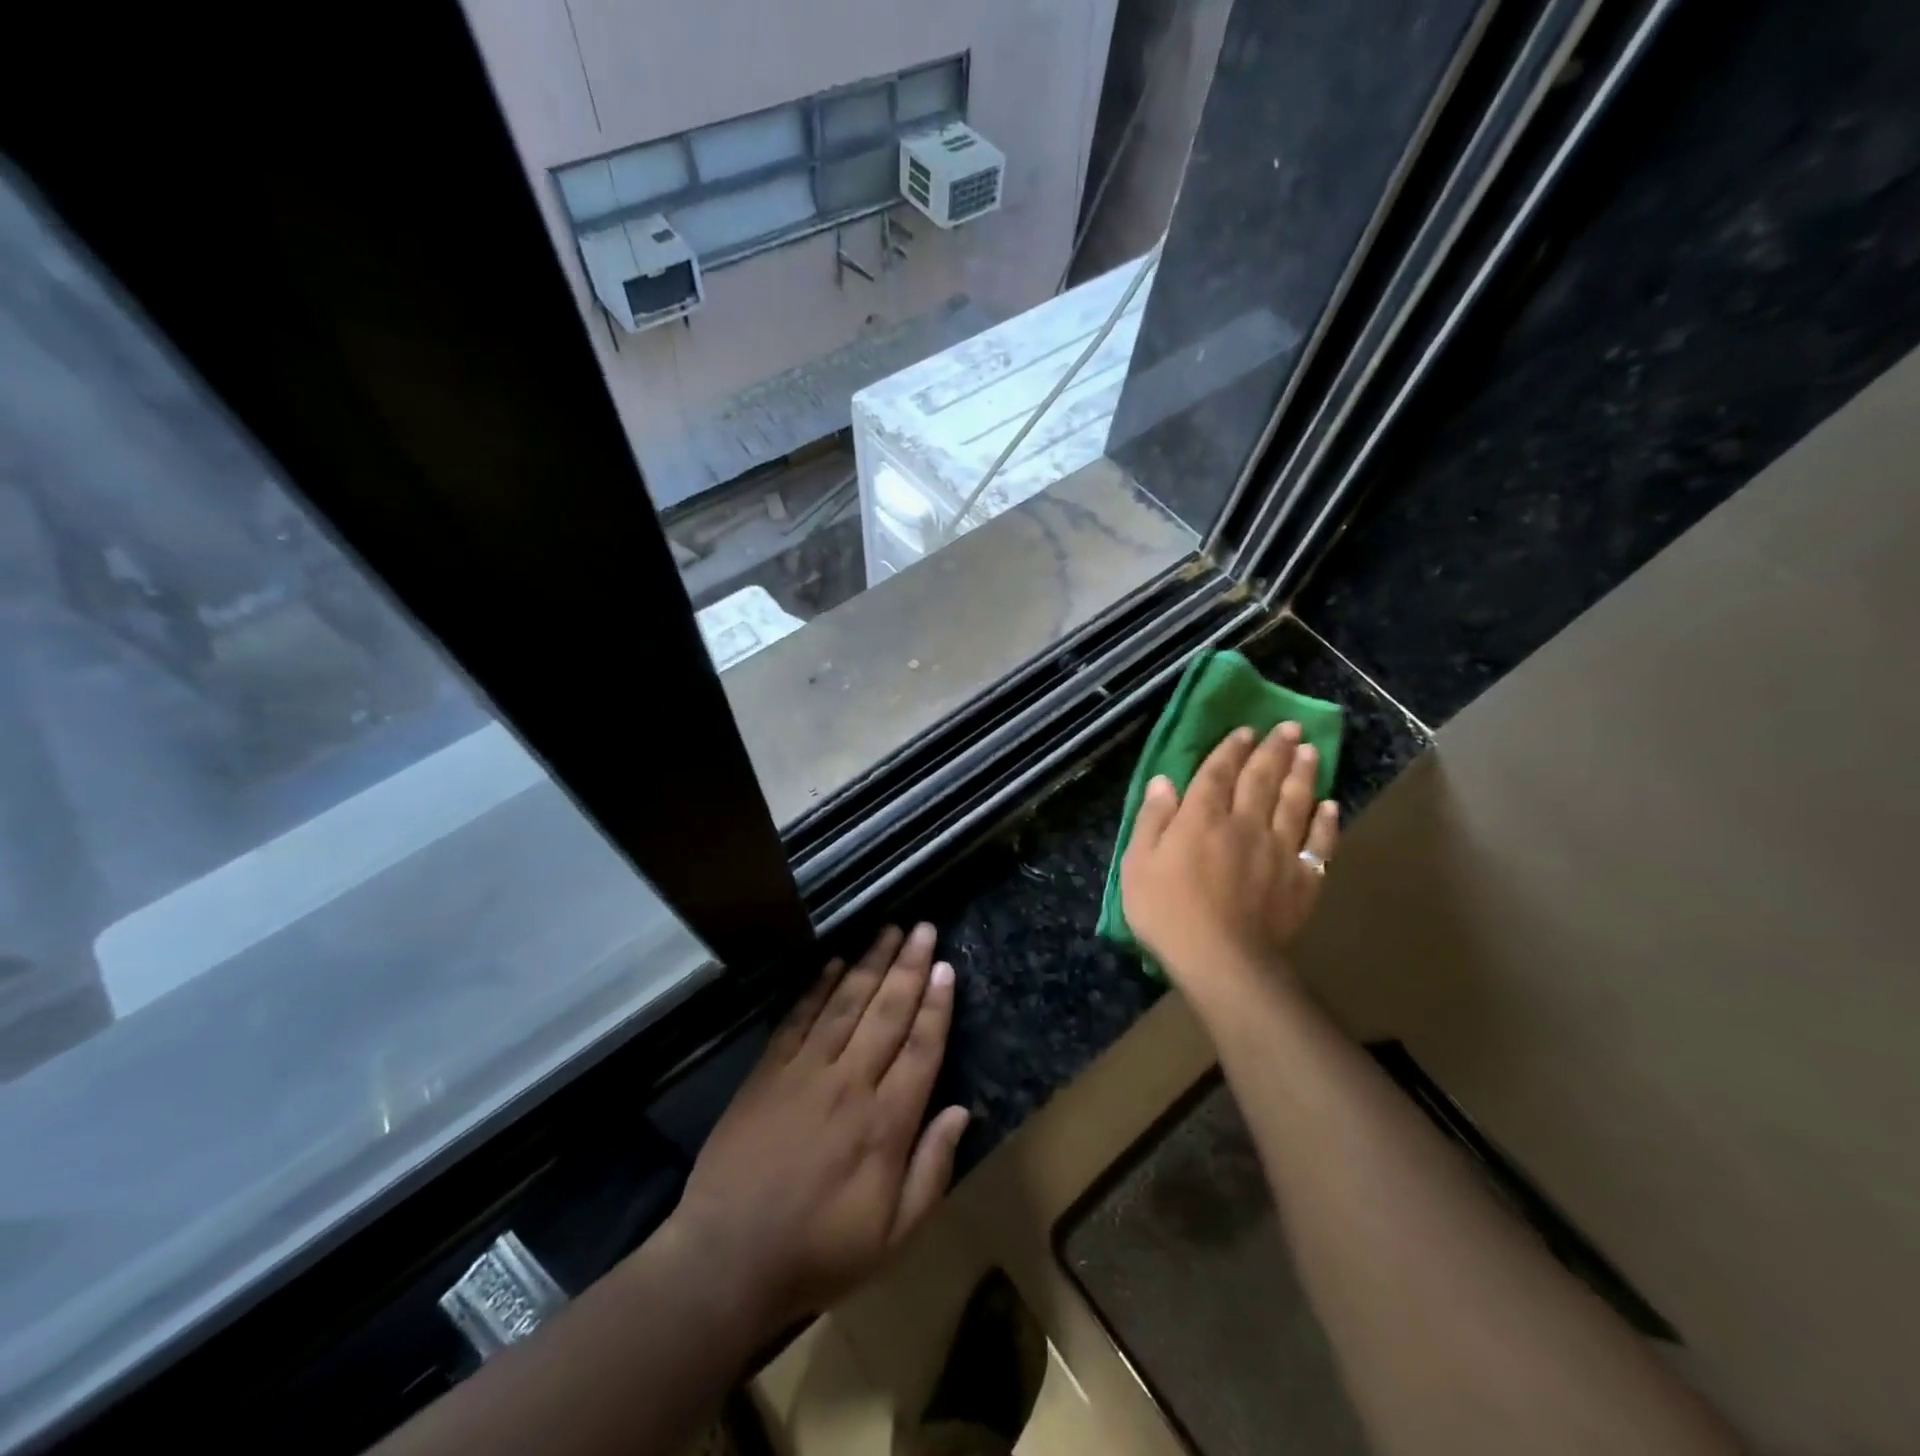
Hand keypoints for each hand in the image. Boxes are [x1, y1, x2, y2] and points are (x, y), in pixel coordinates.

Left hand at [666, 924, 969, 1341]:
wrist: (726, 1260)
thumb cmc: (818, 1252)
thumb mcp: (893, 1236)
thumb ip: (932, 1171)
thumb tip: (961, 1111)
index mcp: (886, 1123)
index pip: (921, 1048)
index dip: (936, 1005)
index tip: (946, 968)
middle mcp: (850, 1083)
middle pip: (887, 1012)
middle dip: (909, 966)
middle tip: (924, 928)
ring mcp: (805, 1071)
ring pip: (846, 1004)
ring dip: (871, 963)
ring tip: (890, 930)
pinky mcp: (768, 1071)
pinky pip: (799, 1018)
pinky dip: (818, 986)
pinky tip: (835, 962)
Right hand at [1120, 721, 1339, 1014]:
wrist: (1221, 960)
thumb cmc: (1167, 912)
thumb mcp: (1138, 864)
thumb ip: (1152, 820)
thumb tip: (1164, 782)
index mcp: (1202, 818)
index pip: (1218, 773)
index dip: (1231, 749)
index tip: (1246, 730)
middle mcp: (1244, 823)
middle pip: (1262, 779)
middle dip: (1275, 750)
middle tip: (1289, 728)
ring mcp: (1278, 850)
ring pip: (1295, 802)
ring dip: (1303, 774)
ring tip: (1311, 752)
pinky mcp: (1301, 879)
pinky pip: (1318, 844)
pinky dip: (1325, 823)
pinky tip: (1330, 807)